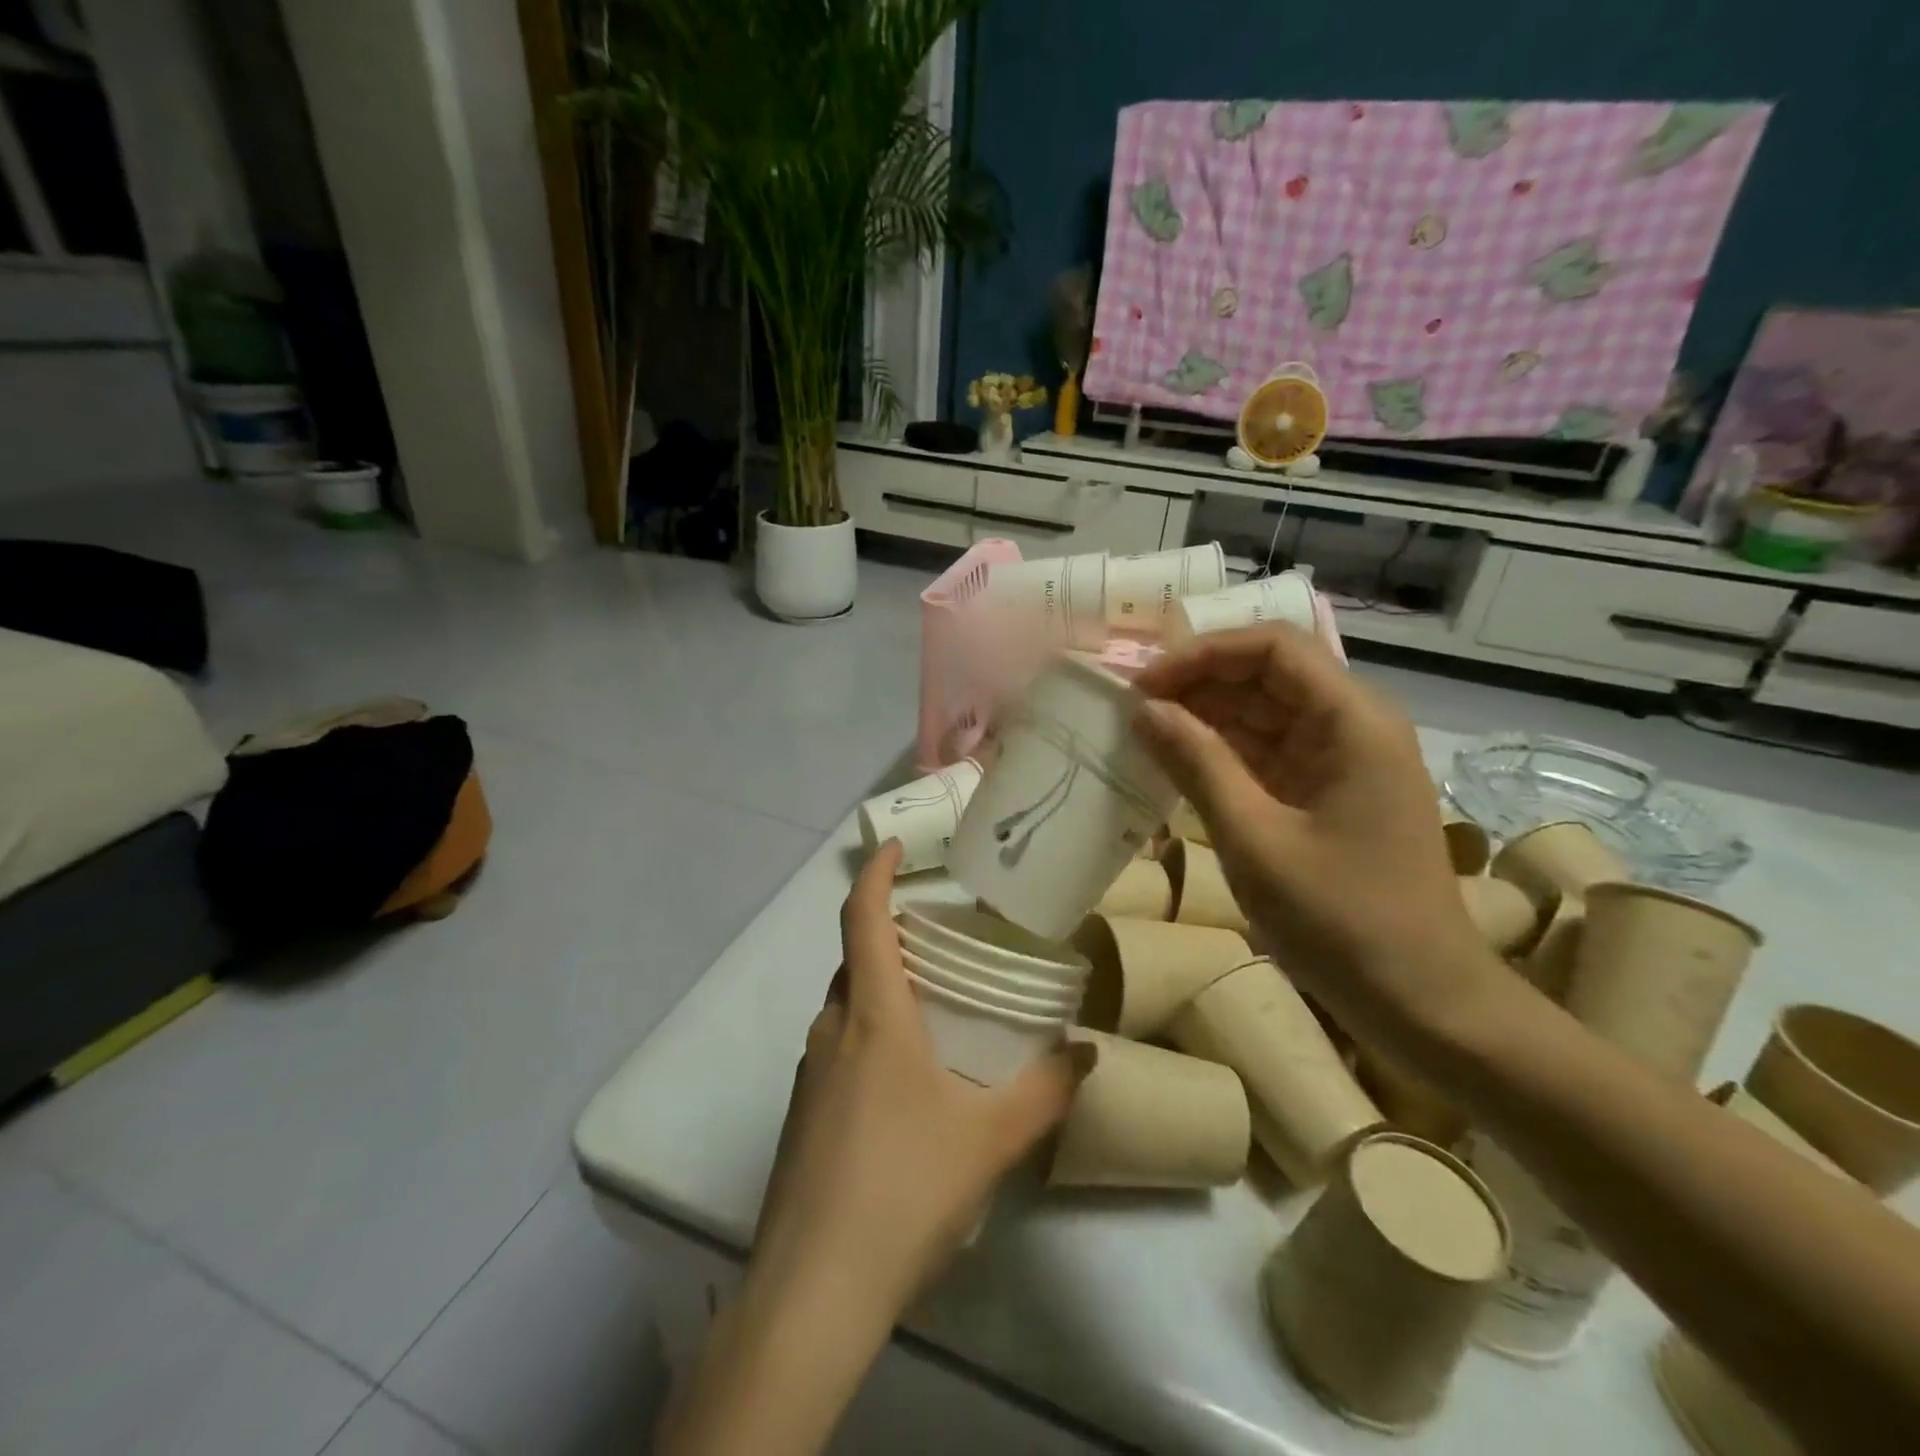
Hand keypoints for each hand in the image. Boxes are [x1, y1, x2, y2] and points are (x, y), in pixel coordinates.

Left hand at [751, 840, 1083, 1322]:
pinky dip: (868, 1036)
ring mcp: (809, 1074)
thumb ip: (1045, 1092)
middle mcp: (831, 1030)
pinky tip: (905, 1085)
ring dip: (881, 991)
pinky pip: (837, 1049)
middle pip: (854, 960)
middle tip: (940, 941)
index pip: (862, 918)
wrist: (813, 1292)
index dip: (876, 873)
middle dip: (889, 936)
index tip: (897, 848)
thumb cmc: (903, 1190)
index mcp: (872, 1016)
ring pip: (845, 1007)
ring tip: (933, 1009)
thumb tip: (1087, 1054)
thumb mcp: (989, 1139)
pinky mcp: (802, 1115)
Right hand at [1132, 625, 1500, 1052]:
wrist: (1421, 1000)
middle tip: (1131, 710)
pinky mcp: (1329, 792)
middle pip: (1267, 674)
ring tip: (1143, 734)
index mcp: (1351, 721)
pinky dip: (1222, 753)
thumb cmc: (1340, 919)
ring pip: (1264, 712)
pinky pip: (1268, 752)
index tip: (1143, 685)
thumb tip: (1144, 710)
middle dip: (1197, 684)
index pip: (1272, 647)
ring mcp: (1343, 760)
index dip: (1201, 654)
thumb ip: (1197, 764)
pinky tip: (1177, 764)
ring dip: (1205, 717)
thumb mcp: (1254, 839)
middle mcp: (1353, 725)